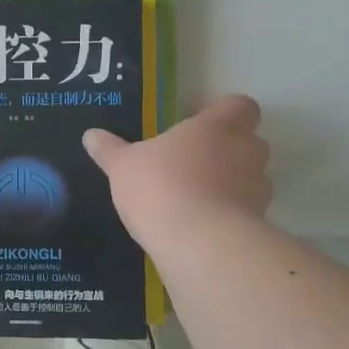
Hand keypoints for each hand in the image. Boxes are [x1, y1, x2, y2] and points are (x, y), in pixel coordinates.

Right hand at [83, 95, 271, 247]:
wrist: (199, 243)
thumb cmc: (160, 187)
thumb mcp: (122, 167)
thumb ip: (109, 150)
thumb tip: (90, 135)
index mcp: (215, 126)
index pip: (240, 105)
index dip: (224, 111)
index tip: (200, 121)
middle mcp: (244, 151)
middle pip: (250, 140)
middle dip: (230, 148)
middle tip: (196, 159)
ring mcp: (256, 188)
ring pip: (252, 176)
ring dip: (233, 182)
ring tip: (198, 196)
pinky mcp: (258, 222)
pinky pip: (247, 210)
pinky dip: (230, 214)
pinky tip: (201, 224)